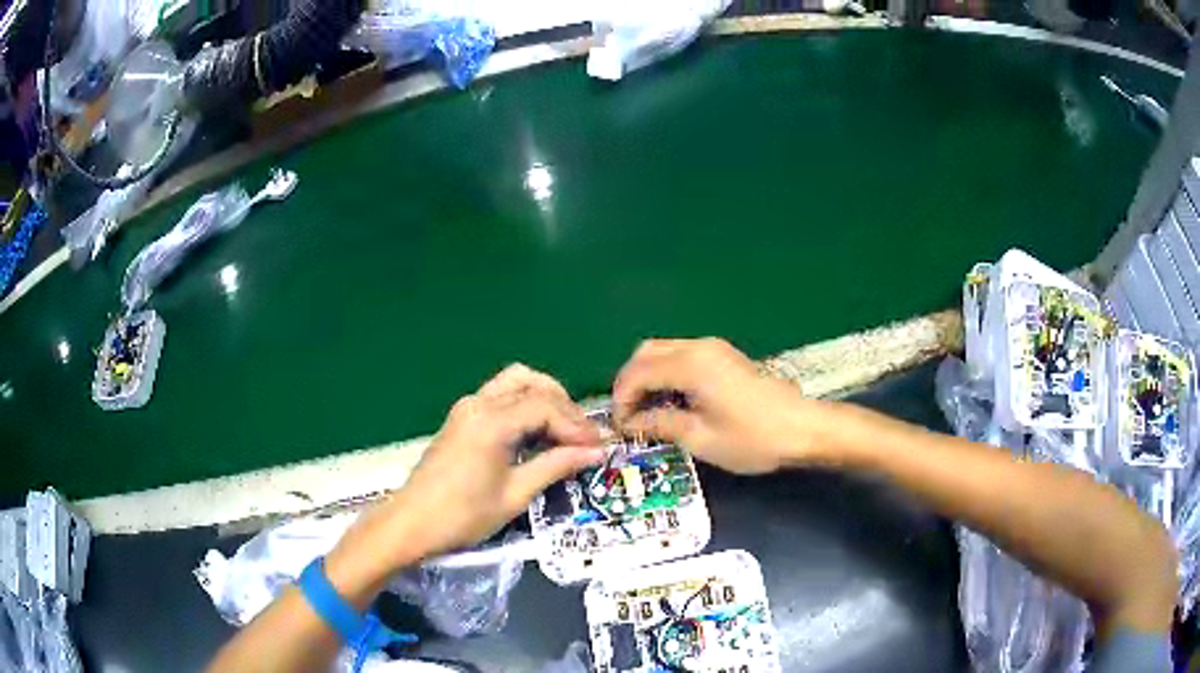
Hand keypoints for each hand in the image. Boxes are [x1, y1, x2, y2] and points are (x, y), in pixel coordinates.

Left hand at [386, 364, 604, 555]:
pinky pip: (500, 395)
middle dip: (563, 406)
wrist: (412, 524)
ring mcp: (467, 407)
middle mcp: (479, 403)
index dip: (576, 426)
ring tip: (563, 431)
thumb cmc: (463, 516)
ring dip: (543, 399)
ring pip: (515, 382)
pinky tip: (536, 432)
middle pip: (532, 383)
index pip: (546, 407)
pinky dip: (524, 405)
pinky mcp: (461, 417)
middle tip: (582, 438)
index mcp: (492, 421)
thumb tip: (596, 453)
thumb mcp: (515, 495)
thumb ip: (556, 466)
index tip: (599, 447)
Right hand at [612, 338, 818, 473]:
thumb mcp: (701, 438)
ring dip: (648, 377)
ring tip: (646, 412)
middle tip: (627, 416)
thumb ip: (661, 425)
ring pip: (663, 351)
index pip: (638, 372)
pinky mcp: (724, 356)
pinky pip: (682, 356)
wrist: (803, 428)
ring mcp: (714, 349)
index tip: (619, 427)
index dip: (621, 399)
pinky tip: (671, 401)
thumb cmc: (753, 438)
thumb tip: (631, 423)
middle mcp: (699, 347)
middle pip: (646, 352)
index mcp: (690, 365)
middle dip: (630, 382)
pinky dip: (666, 374)